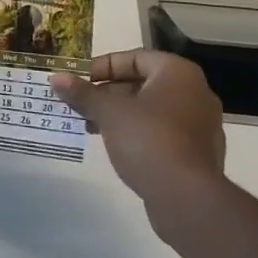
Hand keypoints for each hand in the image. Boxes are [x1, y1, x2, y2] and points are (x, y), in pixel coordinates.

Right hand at [51, 50, 225, 212]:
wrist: (187, 199)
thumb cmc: (148, 140)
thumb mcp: (109, 112)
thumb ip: (83, 93)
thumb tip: (56, 78)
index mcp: (178, 72)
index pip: (134, 58)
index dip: (103, 66)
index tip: (79, 79)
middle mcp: (195, 92)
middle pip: (142, 83)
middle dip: (108, 93)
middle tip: (81, 104)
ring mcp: (200, 125)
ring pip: (151, 109)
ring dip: (120, 114)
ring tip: (90, 126)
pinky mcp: (198, 153)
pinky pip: (162, 132)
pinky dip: (138, 133)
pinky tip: (115, 146)